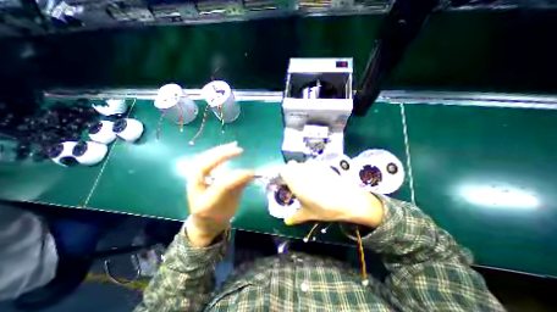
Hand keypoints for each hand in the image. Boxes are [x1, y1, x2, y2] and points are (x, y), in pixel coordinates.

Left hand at [186, 142, 254, 246]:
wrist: (205, 220)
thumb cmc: (219, 214)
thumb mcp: (231, 206)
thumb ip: (239, 188)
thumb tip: (251, 173)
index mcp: (205, 201)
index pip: (221, 185)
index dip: (236, 178)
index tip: (250, 172)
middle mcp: (195, 188)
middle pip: (204, 166)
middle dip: (221, 156)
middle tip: (239, 150)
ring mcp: (194, 179)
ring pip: (202, 160)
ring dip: (218, 151)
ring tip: (233, 145)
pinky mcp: (197, 174)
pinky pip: (204, 160)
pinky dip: (215, 152)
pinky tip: (226, 148)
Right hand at [284, 161, 382, 225]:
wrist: (348, 201)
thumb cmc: (325, 209)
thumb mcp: (308, 214)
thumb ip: (295, 217)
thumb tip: (286, 222)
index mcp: (295, 182)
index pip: (283, 170)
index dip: (282, 175)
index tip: (285, 182)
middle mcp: (302, 171)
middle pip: (291, 165)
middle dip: (291, 172)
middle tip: (295, 182)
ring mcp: (313, 167)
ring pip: (301, 164)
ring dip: (300, 169)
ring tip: (306, 179)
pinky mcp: (322, 165)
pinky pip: (311, 163)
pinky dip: (310, 168)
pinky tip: (317, 177)